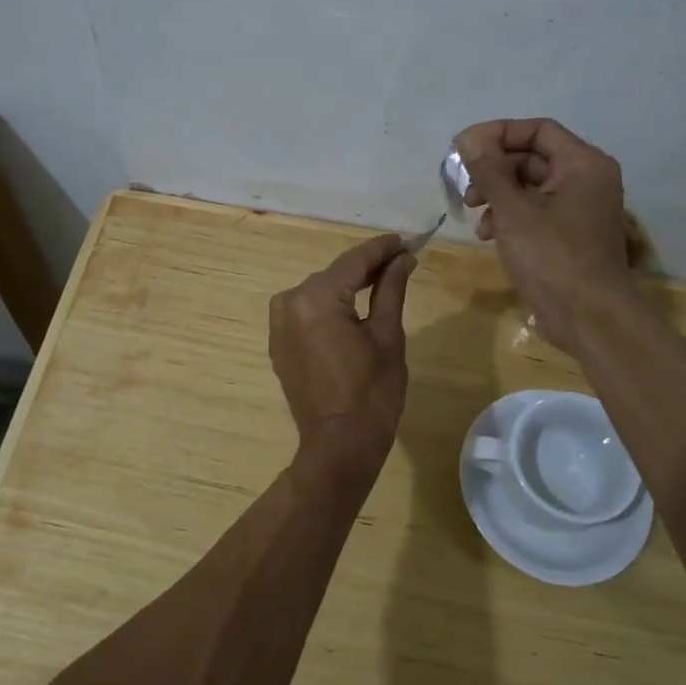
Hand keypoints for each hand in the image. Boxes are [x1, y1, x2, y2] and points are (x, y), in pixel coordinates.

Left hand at [269, 233, 415, 471]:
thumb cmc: (372, 392)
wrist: (339, 445)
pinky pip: (307, 312)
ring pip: (320, 292)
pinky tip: (354, 308)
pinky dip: (330, 306)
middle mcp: (288, 303)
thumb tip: (403, 258)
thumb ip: (390, 289)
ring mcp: (278, 324)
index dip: (382, 249)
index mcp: (315, 299)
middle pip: (335, 274)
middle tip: (401, 260)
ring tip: (382, 282)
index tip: (406, 239)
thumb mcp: (387, 335)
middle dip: (367, 267)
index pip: (354, 262)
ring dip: (348, 286)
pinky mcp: (279, 342)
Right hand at [454, 118, 630, 355]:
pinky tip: (489, 235)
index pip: (537, 130)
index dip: (498, 134)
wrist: (589, 318)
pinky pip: (535, 211)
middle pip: (532, 158)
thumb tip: (468, 138)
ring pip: (530, 186)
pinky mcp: (569, 234)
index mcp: (583, 164)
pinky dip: (510, 217)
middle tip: (465, 187)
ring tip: (474, 214)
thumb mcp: (513, 211)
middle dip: (494, 170)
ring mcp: (579, 208)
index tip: (464, 149)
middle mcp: (586, 179)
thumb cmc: (552, 258)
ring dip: (497, 195)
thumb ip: (489, 171)